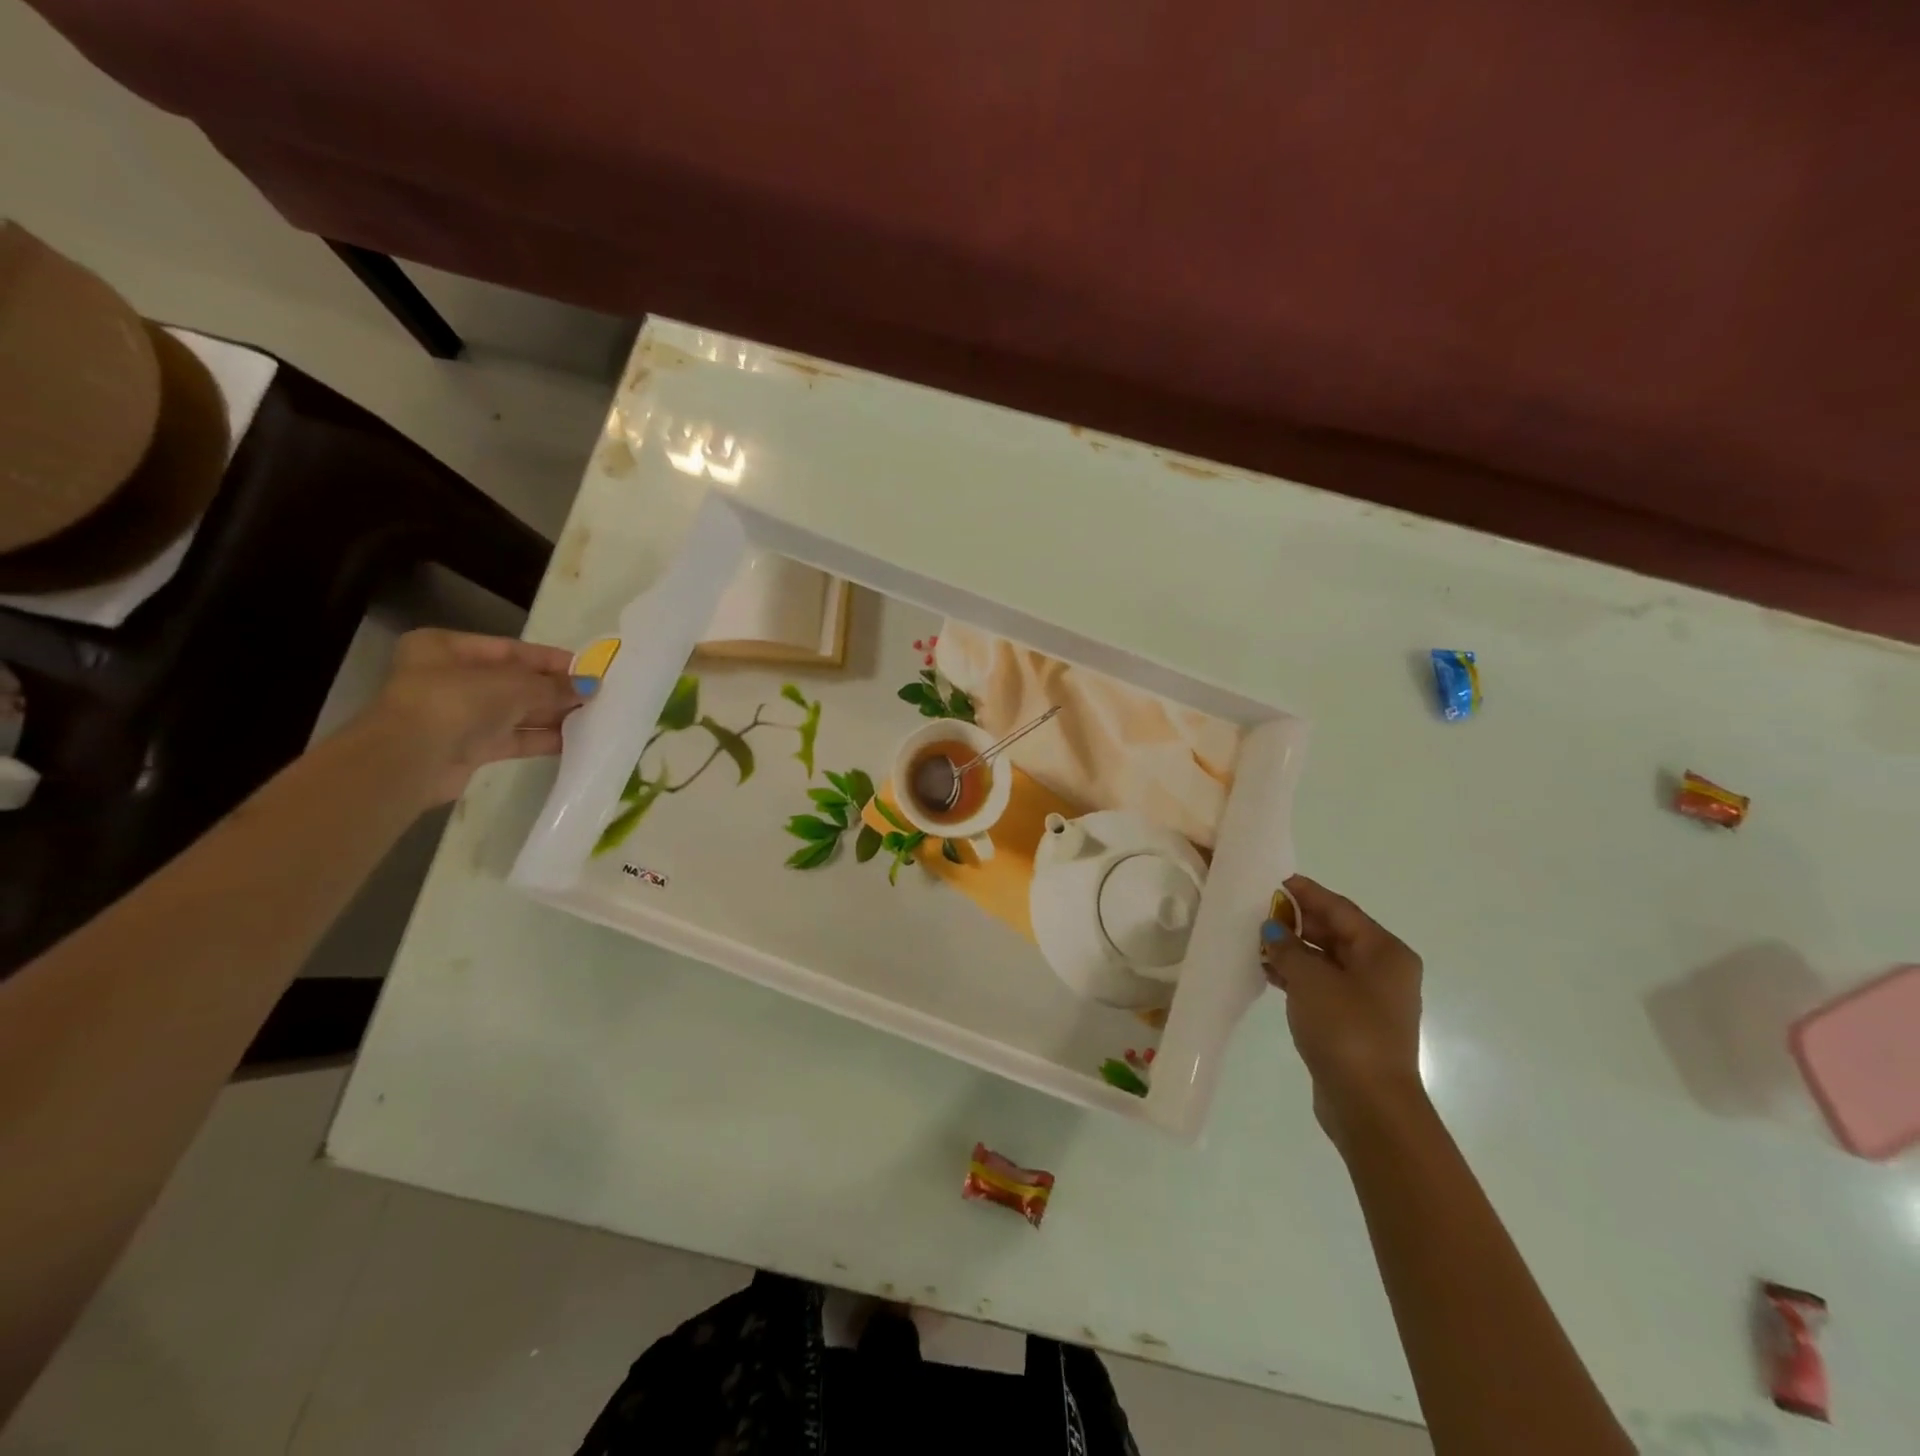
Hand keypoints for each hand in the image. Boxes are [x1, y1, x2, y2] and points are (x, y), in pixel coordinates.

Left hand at [360, 629, 580, 805]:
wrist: (412, 759)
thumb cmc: (457, 701)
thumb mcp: (515, 685)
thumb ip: (555, 686)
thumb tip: (592, 686)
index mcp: (448, 648)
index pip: (511, 649)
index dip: (551, 660)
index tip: (588, 669)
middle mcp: (451, 677)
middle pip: (515, 681)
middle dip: (555, 690)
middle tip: (597, 696)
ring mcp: (459, 714)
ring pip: (516, 711)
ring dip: (552, 715)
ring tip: (594, 718)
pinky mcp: (469, 747)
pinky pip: (513, 738)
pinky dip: (541, 739)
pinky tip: (575, 740)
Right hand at [1260, 876, 1425, 1145]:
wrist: (1369, 1103)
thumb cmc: (1346, 1029)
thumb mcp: (1310, 979)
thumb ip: (1288, 947)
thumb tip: (1273, 930)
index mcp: (1384, 952)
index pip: (1340, 909)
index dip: (1307, 893)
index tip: (1275, 880)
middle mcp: (1383, 970)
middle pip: (1335, 933)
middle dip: (1296, 921)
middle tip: (1258, 909)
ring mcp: (1370, 999)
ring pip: (1326, 960)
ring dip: (1293, 949)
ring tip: (1255, 939)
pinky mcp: (1353, 1022)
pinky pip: (1322, 985)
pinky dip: (1297, 975)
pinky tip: (1267, 972)